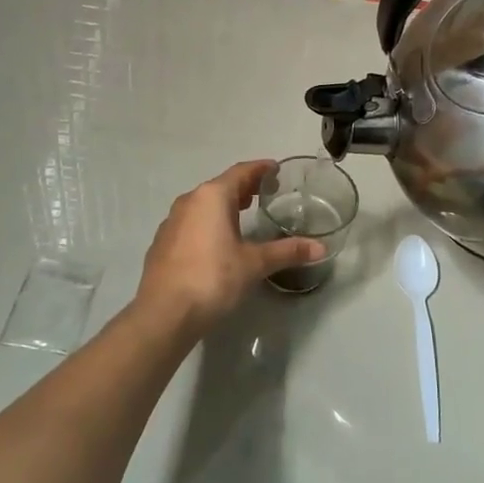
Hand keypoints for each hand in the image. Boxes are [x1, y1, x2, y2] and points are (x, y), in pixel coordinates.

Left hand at [134, 161, 325, 332]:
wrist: (164, 313)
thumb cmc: (213, 278)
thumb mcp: (254, 264)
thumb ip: (287, 252)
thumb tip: (321, 248)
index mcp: (212, 197)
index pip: (241, 172)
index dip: (260, 169)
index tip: (276, 169)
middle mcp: (189, 201)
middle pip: (221, 186)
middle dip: (243, 187)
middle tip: (264, 192)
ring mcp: (171, 221)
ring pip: (203, 204)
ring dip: (224, 205)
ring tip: (243, 214)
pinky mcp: (162, 242)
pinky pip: (191, 222)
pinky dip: (208, 222)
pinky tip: (217, 241)